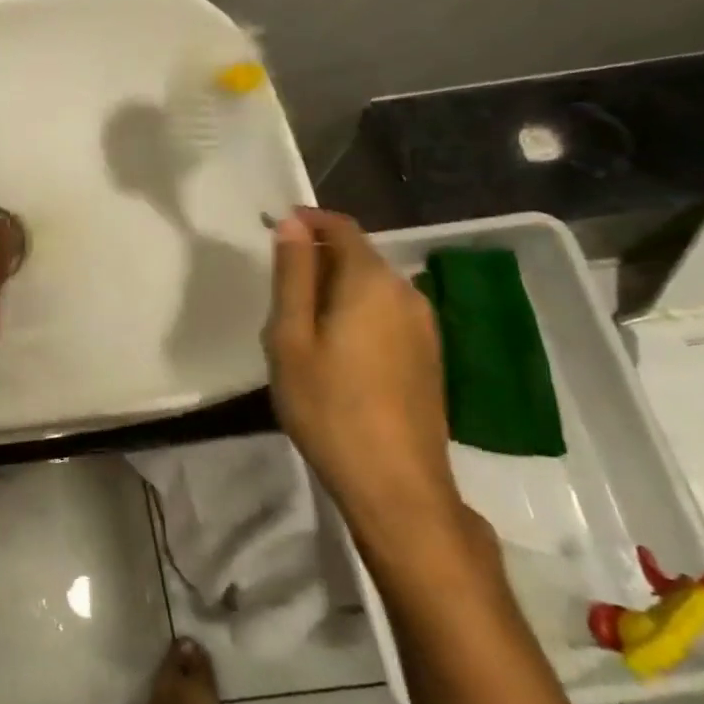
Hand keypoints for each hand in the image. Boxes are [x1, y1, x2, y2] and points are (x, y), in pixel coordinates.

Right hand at [264, 207, 464, 559]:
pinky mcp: (429, 356)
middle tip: (278, 292)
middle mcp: (407, 293)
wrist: (395, 483)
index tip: (274, 228)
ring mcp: (424, 326)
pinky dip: (356, 313)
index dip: (308, 220)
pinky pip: (386, 314)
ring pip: (372, 287)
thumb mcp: (291, 337)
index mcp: (371, 281)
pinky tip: (335, 351)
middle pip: (359, 256)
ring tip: (301, 326)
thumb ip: (293, 275)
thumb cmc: (328, 405)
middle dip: (318, 258)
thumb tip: (292, 223)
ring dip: (336, 289)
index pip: (342, 227)